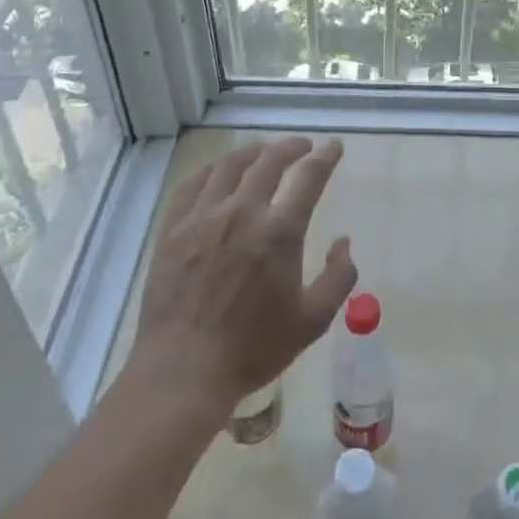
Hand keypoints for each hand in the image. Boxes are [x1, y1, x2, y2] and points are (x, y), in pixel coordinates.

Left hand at [133, 136, 356, 412]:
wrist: (183, 371)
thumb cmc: (253, 350)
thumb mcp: (311, 322)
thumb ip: (337, 278)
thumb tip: (344, 243)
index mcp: (280, 232)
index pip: (309, 177)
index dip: (325, 157)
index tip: (333, 146)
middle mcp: (242, 211)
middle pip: (269, 160)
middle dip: (291, 147)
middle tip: (302, 147)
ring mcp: (203, 216)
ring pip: (230, 165)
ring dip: (253, 152)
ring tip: (263, 151)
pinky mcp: (173, 228)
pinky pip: (193, 183)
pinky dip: (212, 169)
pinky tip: (218, 172)